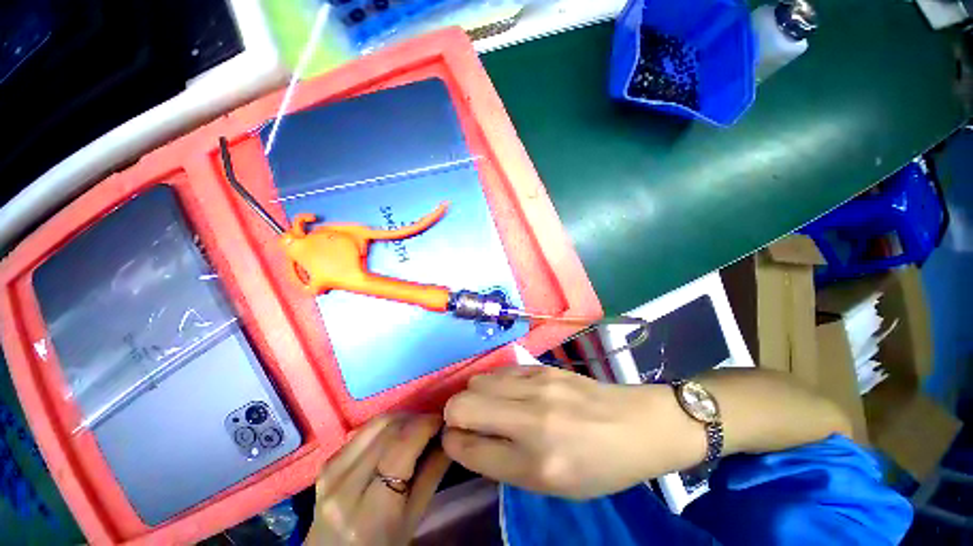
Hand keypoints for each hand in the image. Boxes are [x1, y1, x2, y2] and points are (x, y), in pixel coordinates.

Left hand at [305, 414, 449, 545]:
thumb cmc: (383, 545)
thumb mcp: (414, 517)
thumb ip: (433, 472)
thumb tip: (448, 434)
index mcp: (370, 509)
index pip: (401, 447)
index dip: (426, 425)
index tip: (444, 421)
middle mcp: (344, 484)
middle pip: (387, 429)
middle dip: (417, 419)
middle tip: (433, 425)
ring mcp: (331, 470)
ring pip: (375, 423)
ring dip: (402, 419)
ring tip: (417, 428)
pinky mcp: (327, 461)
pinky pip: (363, 430)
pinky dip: (386, 426)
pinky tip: (396, 436)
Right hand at [442, 366, 704, 498]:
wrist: (636, 425)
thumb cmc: (598, 466)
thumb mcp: (551, 485)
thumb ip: (503, 464)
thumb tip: (465, 440)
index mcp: (536, 464)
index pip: (468, 447)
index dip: (452, 442)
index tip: (454, 440)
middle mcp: (532, 420)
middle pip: (462, 405)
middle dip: (454, 416)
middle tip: (468, 423)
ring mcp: (538, 386)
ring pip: (477, 381)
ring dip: (474, 395)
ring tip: (490, 406)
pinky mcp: (543, 366)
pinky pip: (500, 370)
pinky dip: (494, 382)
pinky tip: (508, 391)